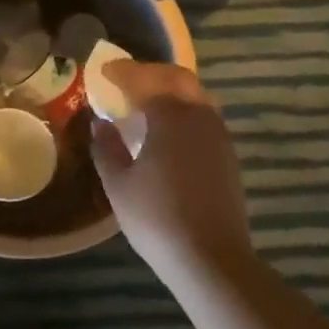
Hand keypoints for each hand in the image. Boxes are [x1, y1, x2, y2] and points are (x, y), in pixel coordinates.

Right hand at [91, 62, 256, 289]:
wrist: (211, 257)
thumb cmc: (157, 218)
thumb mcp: (118, 185)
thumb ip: (106, 147)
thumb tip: (100, 122)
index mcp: (170, 115)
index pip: (144, 80)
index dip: (122, 72)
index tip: (103, 70)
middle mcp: (199, 114)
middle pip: (176, 78)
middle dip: (150, 73)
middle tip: (126, 80)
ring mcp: (219, 134)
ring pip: (195, 95)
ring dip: (170, 89)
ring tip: (146, 102)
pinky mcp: (228, 153)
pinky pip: (204, 115)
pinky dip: (184, 109)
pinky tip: (169, 129)